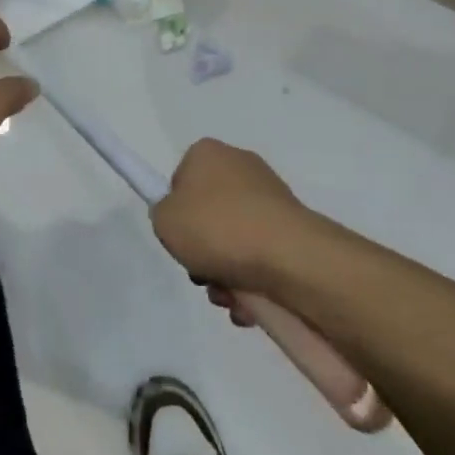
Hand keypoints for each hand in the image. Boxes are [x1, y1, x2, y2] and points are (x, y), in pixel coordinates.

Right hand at [151, 138, 314, 296]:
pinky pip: (260, 254)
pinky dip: (250, 279)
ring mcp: (270, 196)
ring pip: (234, 239)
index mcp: (208, 153)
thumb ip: (163, 214)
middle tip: (200, 272)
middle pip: (208, 213)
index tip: (180, 237)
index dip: (176, 212)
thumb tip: (183, 219)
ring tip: (226, 294)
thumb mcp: (165, 220)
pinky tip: (248, 301)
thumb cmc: (217, 228)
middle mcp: (240, 165)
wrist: (287, 255)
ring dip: (224, 272)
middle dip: (202, 249)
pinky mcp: (292, 226)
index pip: (181, 180)